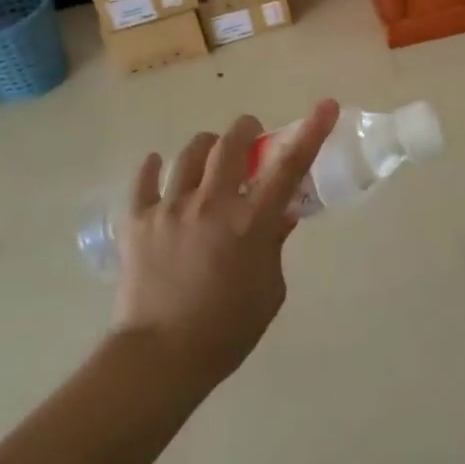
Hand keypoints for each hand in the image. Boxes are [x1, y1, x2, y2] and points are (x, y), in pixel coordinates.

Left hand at [111, 100, 340, 389]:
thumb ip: (274, 245)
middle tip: (250, 134)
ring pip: (189, 154)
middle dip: (245, 129)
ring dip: (206, 146)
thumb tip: (279, 216)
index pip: (289, 166)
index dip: (311, 131)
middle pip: (230, 144)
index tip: (326, 105)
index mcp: (251, 223)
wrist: (160, 358)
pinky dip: (154, 167)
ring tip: (209, 154)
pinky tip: (158, 165)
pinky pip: (144, 180)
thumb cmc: (227, 329)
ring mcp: (171, 209)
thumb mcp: (270, 289)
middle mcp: (212, 204)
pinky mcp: (138, 221)